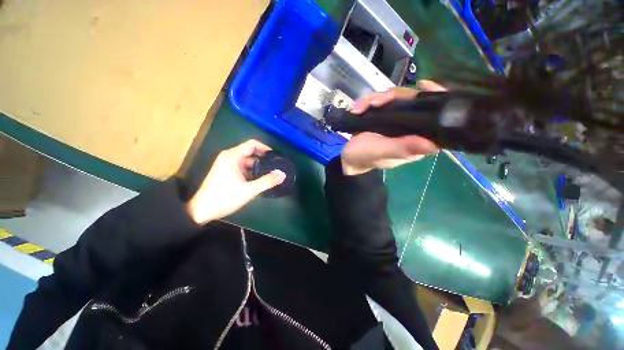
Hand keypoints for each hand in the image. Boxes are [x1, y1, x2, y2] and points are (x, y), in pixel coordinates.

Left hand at [186, 140, 285, 224]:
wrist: (201, 211)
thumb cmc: (225, 198)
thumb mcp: (249, 190)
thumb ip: (267, 181)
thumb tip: (283, 175)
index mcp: (233, 156)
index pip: (252, 144)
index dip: (266, 148)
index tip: (276, 157)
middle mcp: (229, 157)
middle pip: (250, 152)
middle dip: (264, 159)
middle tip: (276, 167)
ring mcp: (227, 164)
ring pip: (247, 161)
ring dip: (258, 167)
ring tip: (271, 174)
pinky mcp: (226, 172)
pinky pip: (243, 167)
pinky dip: (252, 171)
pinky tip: (260, 179)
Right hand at [341, 80, 446, 175]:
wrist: (348, 158)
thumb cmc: (365, 157)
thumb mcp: (382, 153)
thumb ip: (402, 148)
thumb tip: (433, 145)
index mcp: (415, 140)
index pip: (434, 117)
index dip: (434, 99)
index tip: (424, 85)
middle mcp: (409, 128)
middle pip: (410, 100)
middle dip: (391, 97)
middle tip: (374, 103)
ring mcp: (394, 120)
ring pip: (392, 98)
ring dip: (373, 99)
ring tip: (359, 109)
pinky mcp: (381, 116)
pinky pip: (378, 101)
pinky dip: (365, 103)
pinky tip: (356, 109)